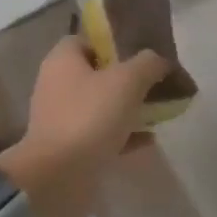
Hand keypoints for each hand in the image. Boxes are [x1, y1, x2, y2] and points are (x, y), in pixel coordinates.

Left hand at [0, 36, 169, 216]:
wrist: (58, 177)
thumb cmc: (90, 117)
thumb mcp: (127, 82)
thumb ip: (148, 64)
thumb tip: (160, 60)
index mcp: (62, 60)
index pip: (87, 40)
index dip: (114, 44)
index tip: (142, 55)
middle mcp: (57, 84)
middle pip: (96, 73)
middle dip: (126, 79)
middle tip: (155, 85)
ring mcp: (61, 118)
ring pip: (100, 105)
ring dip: (127, 108)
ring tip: (157, 112)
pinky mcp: (68, 147)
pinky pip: (100, 134)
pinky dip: (122, 134)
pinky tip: (148, 140)